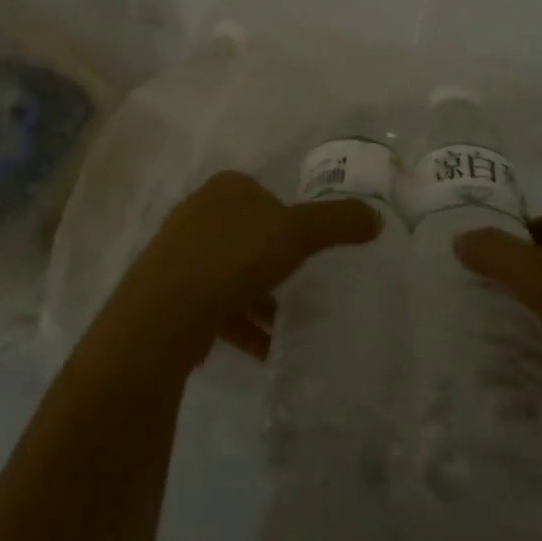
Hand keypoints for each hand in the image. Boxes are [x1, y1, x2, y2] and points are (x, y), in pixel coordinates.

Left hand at [95, 172, 380, 375]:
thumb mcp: (297, 233)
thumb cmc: (234, 257)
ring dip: (258, 300)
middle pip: (248, 236)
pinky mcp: (168, 293)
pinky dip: (240, 325)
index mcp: (226, 189)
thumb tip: (376, 217)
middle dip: (273, 264)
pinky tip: (262, 351)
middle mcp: (198, 213)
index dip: (289, 222)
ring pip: (230, 273)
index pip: (266, 197)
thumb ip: (337, 223)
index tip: (307, 251)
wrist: (164, 312)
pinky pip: (214, 304)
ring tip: (285, 327)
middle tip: (299, 288)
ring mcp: (179, 253)